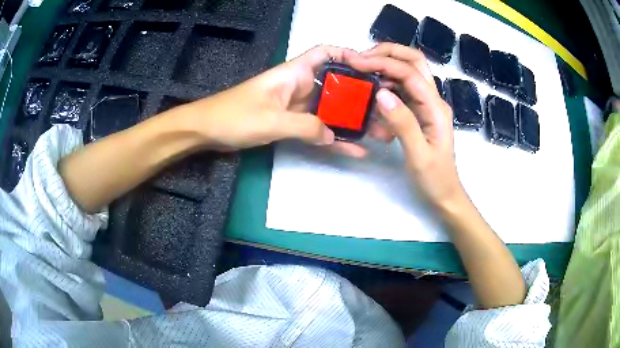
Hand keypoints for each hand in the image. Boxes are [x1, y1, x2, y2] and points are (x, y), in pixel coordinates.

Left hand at [173, 45, 392, 156]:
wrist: (207, 131)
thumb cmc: (234, 117)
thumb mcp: (271, 120)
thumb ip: (305, 126)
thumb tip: (333, 135)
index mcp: (293, 73)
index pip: (325, 53)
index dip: (347, 55)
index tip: (370, 68)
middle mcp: (298, 86)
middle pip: (335, 85)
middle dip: (359, 96)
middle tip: (384, 110)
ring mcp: (296, 106)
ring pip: (330, 109)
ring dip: (352, 121)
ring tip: (378, 132)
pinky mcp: (291, 123)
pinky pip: (317, 128)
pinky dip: (333, 138)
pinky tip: (354, 149)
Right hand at [344, 43, 463, 206]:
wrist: (445, 194)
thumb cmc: (434, 179)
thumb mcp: (418, 155)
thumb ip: (403, 123)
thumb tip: (381, 93)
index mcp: (436, 108)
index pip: (410, 73)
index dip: (383, 63)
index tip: (356, 63)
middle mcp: (434, 99)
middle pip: (414, 61)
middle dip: (388, 53)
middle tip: (361, 59)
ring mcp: (427, 104)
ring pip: (408, 71)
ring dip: (386, 65)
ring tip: (362, 72)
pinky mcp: (419, 111)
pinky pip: (403, 88)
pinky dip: (386, 83)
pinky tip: (372, 92)